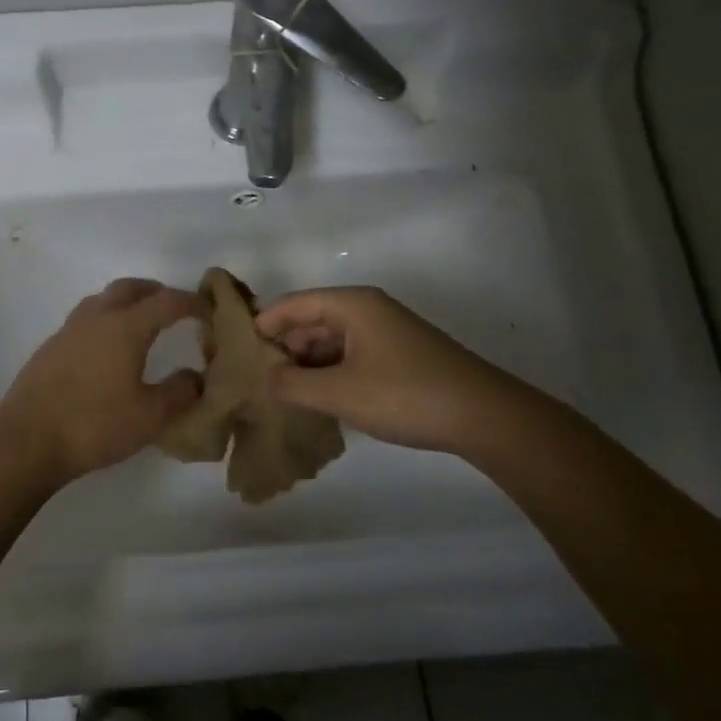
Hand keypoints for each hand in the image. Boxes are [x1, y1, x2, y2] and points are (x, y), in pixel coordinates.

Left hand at [0, 278, 205, 485]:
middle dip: (156, 292)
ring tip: (141, 324)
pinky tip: (107, 350)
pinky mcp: (50, 349)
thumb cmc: (94, 425)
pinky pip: (85, 321)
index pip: (166, 301)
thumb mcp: (150, 416)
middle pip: (130, 288)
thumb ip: (180, 392)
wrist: (26, 440)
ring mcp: (68, 331)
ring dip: (126, 303)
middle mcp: (96, 318)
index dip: (191, 302)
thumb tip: (196, 376)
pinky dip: (105, 321)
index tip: (208, 311)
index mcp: (125, 327)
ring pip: (102, 300)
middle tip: (174, 308)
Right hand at [255, 286, 492, 453]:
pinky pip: (350, 355)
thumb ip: (292, 384)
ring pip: (330, 340)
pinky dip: (329, 372)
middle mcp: (367, 309)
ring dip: (306, 363)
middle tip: (256, 379)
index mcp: (352, 304)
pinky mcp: (398, 355)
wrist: (483, 416)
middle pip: (310, 320)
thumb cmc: (404, 395)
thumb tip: (263, 378)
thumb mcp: (339, 393)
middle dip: (283, 347)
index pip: (292, 304)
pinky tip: (318, 398)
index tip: (237, 353)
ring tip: (281, 393)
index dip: (262, 325)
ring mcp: (385, 332)